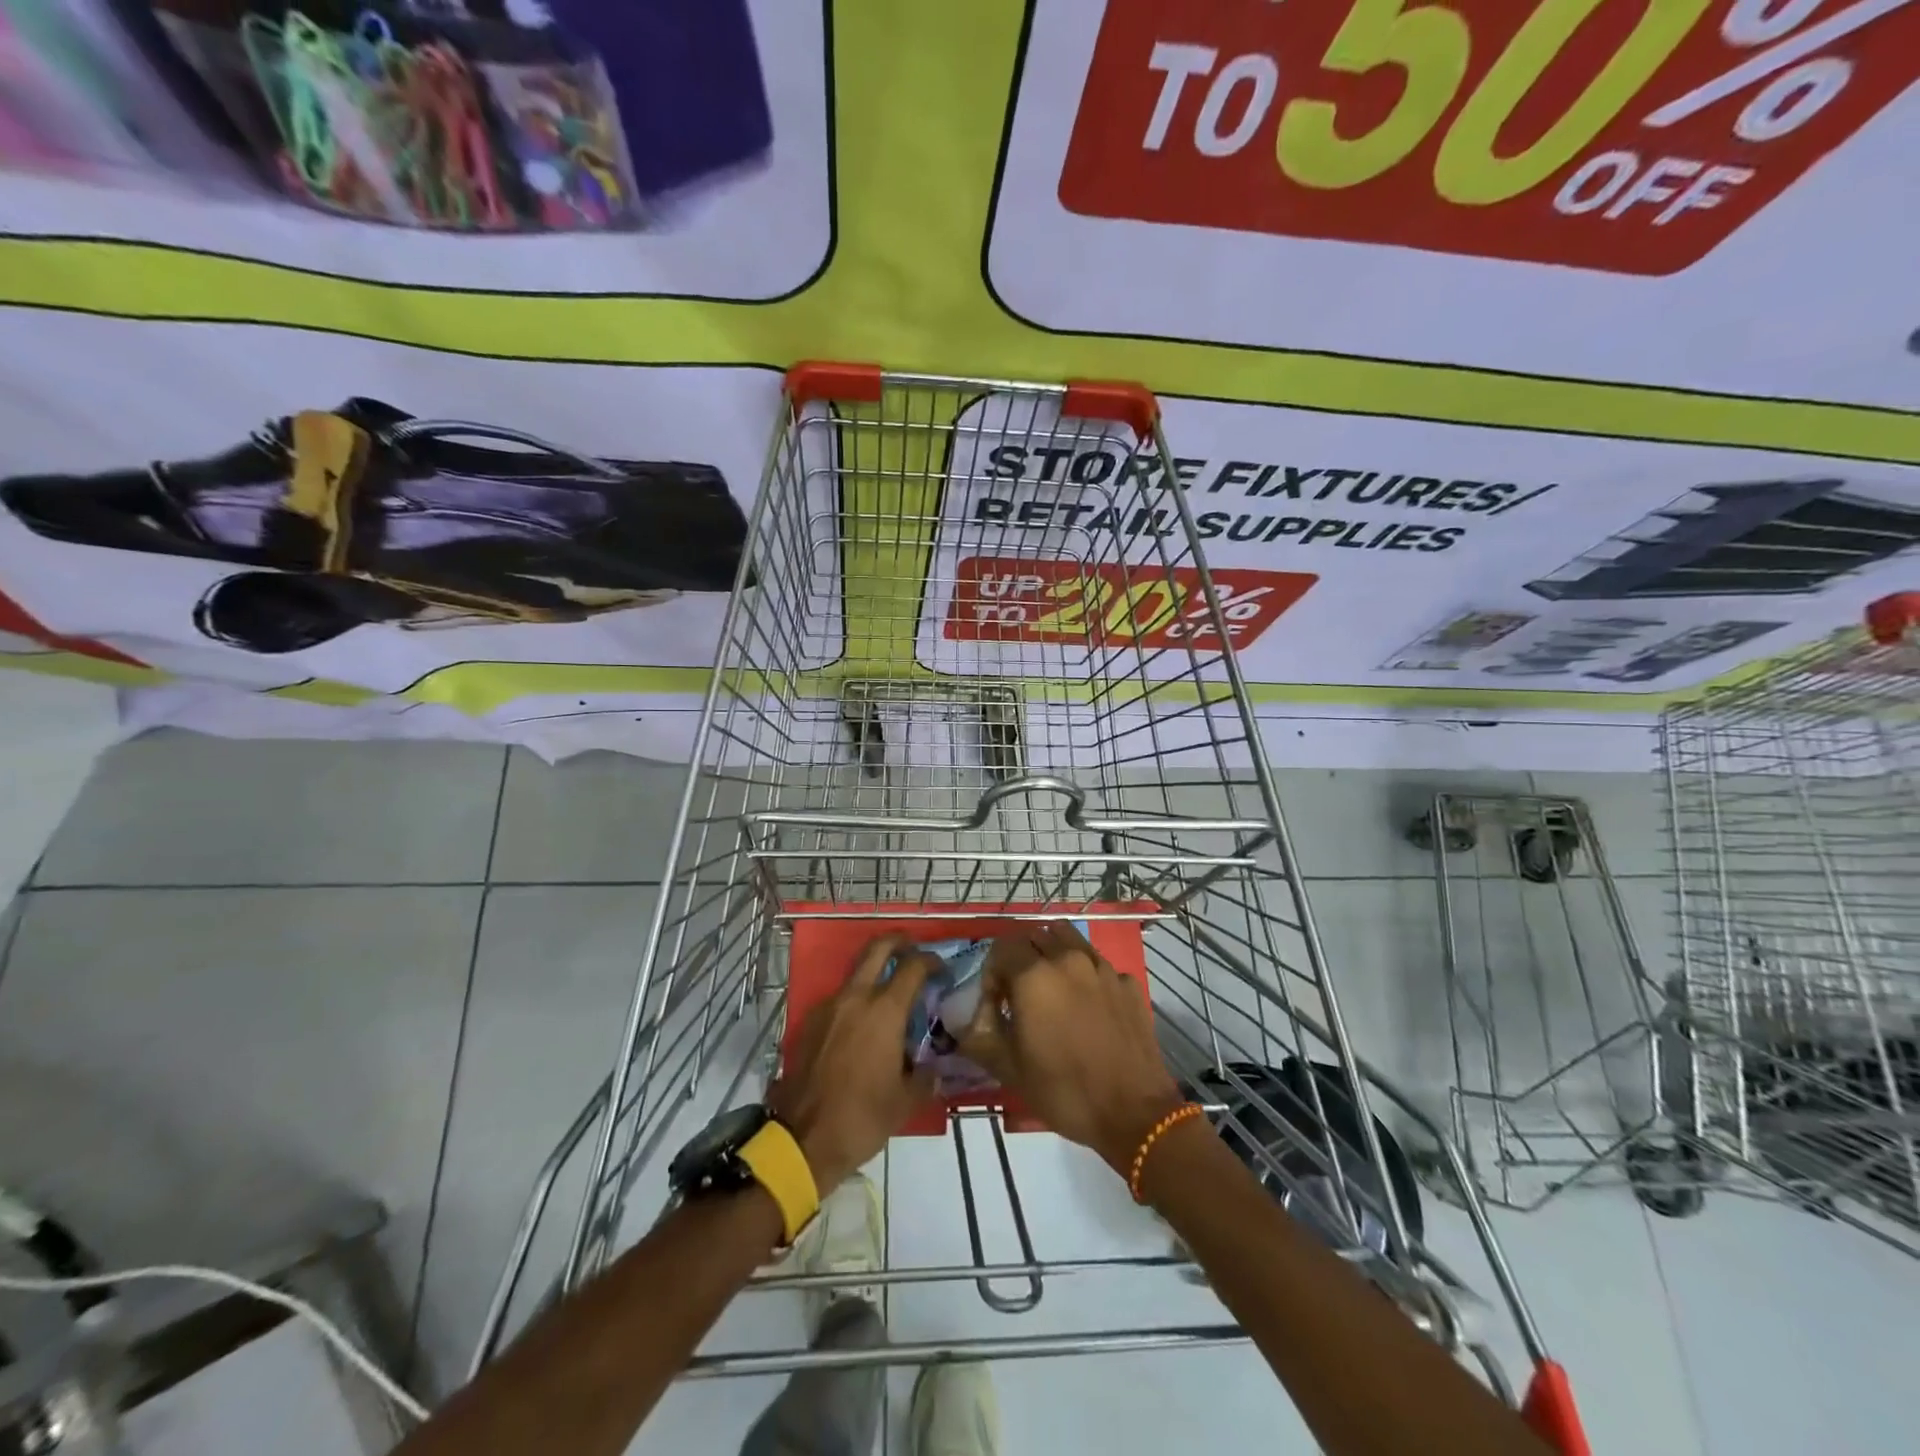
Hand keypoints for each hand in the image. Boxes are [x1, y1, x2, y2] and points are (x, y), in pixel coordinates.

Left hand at [769, 934, 936, 1193]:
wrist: (803, 1140)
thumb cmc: (862, 1118)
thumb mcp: (906, 1101)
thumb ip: (926, 1077)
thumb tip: (935, 1069)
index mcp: (885, 1011)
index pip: (913, 966)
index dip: (931, 961)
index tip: (942, 970)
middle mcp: (856, 998)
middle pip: (877, 948)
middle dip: (898, 941)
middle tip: (912, 949)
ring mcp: (828, 1007)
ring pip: (855, 973)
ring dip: (874, 974)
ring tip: (890, 998)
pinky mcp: (809, 1022)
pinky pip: (839, 999)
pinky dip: (855, 1001)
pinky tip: (863, 1028)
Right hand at [959, 922, 1183, 1174]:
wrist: (1134, 1113)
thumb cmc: (1064, 1091)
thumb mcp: (1008, 1068)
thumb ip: (980, 1032)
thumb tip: (969, 1014)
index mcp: (1034, 975)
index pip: (1002, 946)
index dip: (992, 971)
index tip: (995, 1001)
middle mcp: (1068, 959)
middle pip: (1035, 935)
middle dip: (1021, 957)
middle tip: (1020, 993)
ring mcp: (1102, 968)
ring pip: (1069, 940)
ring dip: (1053, 954)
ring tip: (1052, 988)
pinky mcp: (1128, 983)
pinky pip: (1098, 964)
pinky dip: (1086, 974)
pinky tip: (1088, 1006)